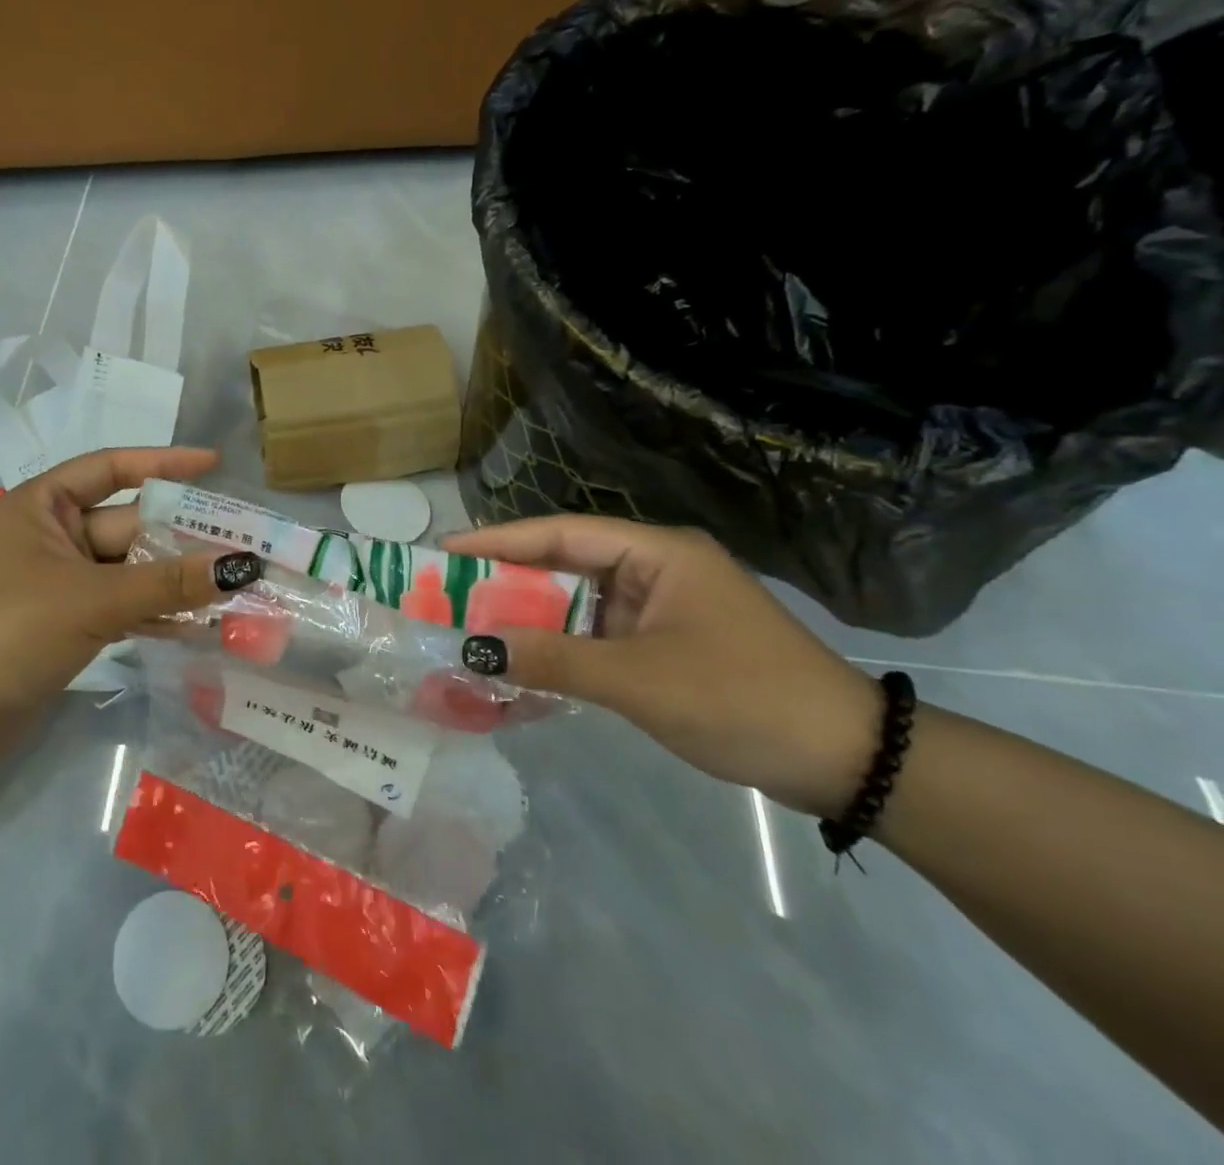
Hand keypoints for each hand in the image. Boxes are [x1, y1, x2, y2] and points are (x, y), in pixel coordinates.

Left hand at [0, 447, 261, 769]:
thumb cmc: (10, 630)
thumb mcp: (94, 600)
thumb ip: (169, 583)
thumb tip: (242, 566)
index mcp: (42, 506)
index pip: (111, 468)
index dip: (164, 463)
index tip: (214, 465)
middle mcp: (52, 536)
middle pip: (129, 525)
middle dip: (181, 537)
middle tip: (244, 543)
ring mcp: (60, 582)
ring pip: (129, 570)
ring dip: (175, 580)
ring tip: (234, 586)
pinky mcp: (67, 623)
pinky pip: (122, 606)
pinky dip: (155, 613)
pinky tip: (200, 626)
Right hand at [443, 516, 879, 816]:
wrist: (849, 763)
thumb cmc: (743, 699)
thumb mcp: (639, 679)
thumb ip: (552, 658)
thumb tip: (474, 648)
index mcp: (657, 554)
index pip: (561, 533)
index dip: (499, 540)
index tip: (445, 550)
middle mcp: (656, 571)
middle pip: (564, 566)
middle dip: (507, 584)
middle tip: (448, 597)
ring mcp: (662, 610)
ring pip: (578, 606)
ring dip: (531, 623)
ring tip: (473, 633)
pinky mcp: (666, 646)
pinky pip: (597, 639)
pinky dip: (561, 653)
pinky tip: (523, 670)